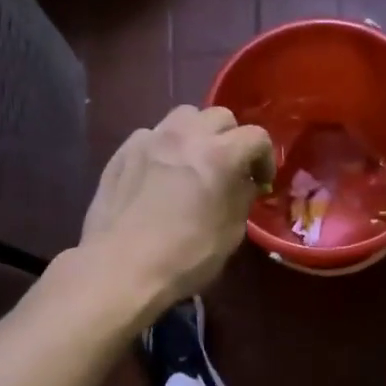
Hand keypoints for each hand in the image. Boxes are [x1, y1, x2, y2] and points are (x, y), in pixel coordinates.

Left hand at [81, 105, 275, 314]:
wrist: (120, 268)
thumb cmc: (184, 257)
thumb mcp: (230, 233)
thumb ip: (242, 198)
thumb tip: (243, 183)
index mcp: (219, 155)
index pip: (256, 136)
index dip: (265, 157)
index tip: (261, 180)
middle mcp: (185, 136)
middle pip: (219, 117)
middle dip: (231, 138)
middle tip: (229, 167)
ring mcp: (150, 140)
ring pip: (183, 116)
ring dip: (197, 134)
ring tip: (193, 161)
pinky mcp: (122, 152)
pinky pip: (151, 135)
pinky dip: (164, 147)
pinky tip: (159, 173)